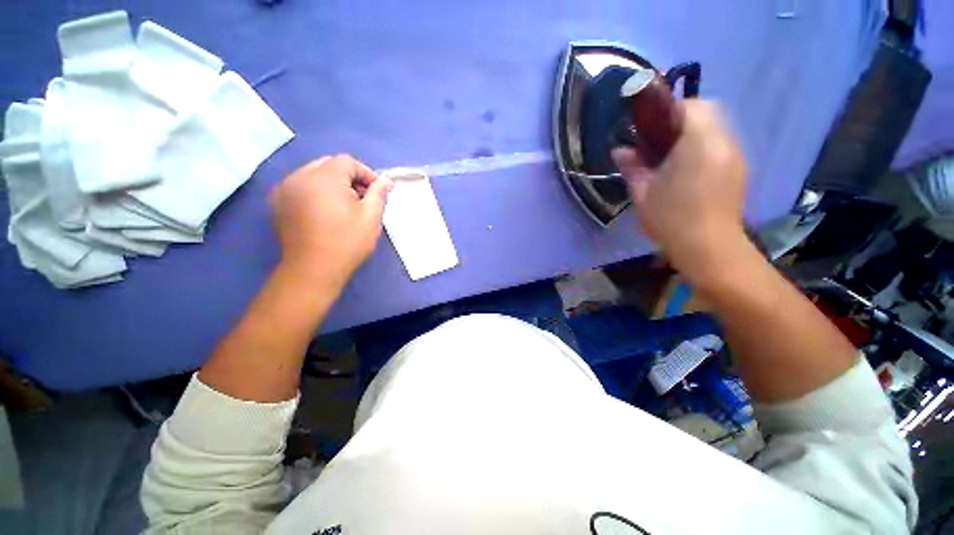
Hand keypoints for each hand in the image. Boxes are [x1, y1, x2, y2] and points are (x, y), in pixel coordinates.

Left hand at [271, 154, 392, 289]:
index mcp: (324, 177)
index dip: (366, 173)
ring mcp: (285, 189)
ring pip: (314, 174)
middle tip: (362, 199)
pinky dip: (316, 191)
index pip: (347, 162)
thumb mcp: (371, 217)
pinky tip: (325, 211)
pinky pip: (301, 186)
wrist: (313, 270)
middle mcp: (300, 176)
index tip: (377, 192)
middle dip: (349, 177)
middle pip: (329, 165)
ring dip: (333, 184)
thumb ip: (379, 194)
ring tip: (344, 206)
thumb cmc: (347, 242)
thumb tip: (386, 180)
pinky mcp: (279, 203)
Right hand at [612, 100, 747, 285]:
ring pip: (715, 128)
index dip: (668, 110)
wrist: (708, 247)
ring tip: (671, 158)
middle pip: (707, 112)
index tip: (649, 127)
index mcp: (699, 142)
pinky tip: (687, 171)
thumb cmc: (670, 218)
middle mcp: (724, 142)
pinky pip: (720, 145)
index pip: (690, 105)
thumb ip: (632, 166)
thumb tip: (620, 151)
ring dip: (692, 134)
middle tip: (658, 143)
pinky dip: (703, 147)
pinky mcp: (739, 169)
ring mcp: (735, 155)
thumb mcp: (642, 192)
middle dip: (681, 119)